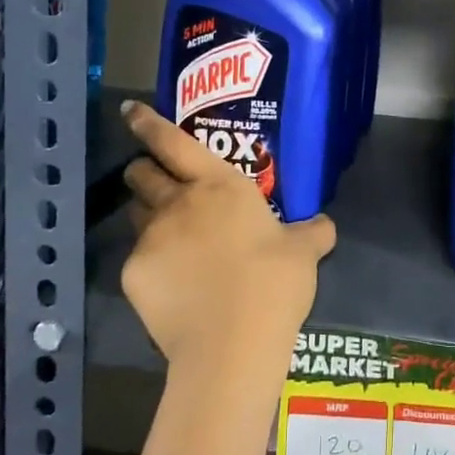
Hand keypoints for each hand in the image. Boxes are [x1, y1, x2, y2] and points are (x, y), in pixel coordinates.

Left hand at [120, 102, 334, 372]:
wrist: (232, 344)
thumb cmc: (273, 282)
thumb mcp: (304, 252)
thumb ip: (311, 232)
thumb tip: (324, 226)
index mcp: (219, 185)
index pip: (173, 141)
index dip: (148, 122)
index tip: (130, 110)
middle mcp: (179, 202)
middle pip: (142, 173)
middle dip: (143, 170)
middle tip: (155, 179)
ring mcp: (151, 238)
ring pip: (137, 215)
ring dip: (147, 215)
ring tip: (168, 236)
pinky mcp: (134, 275)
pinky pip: (138, 260)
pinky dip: (152, 266)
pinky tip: (173, 288)